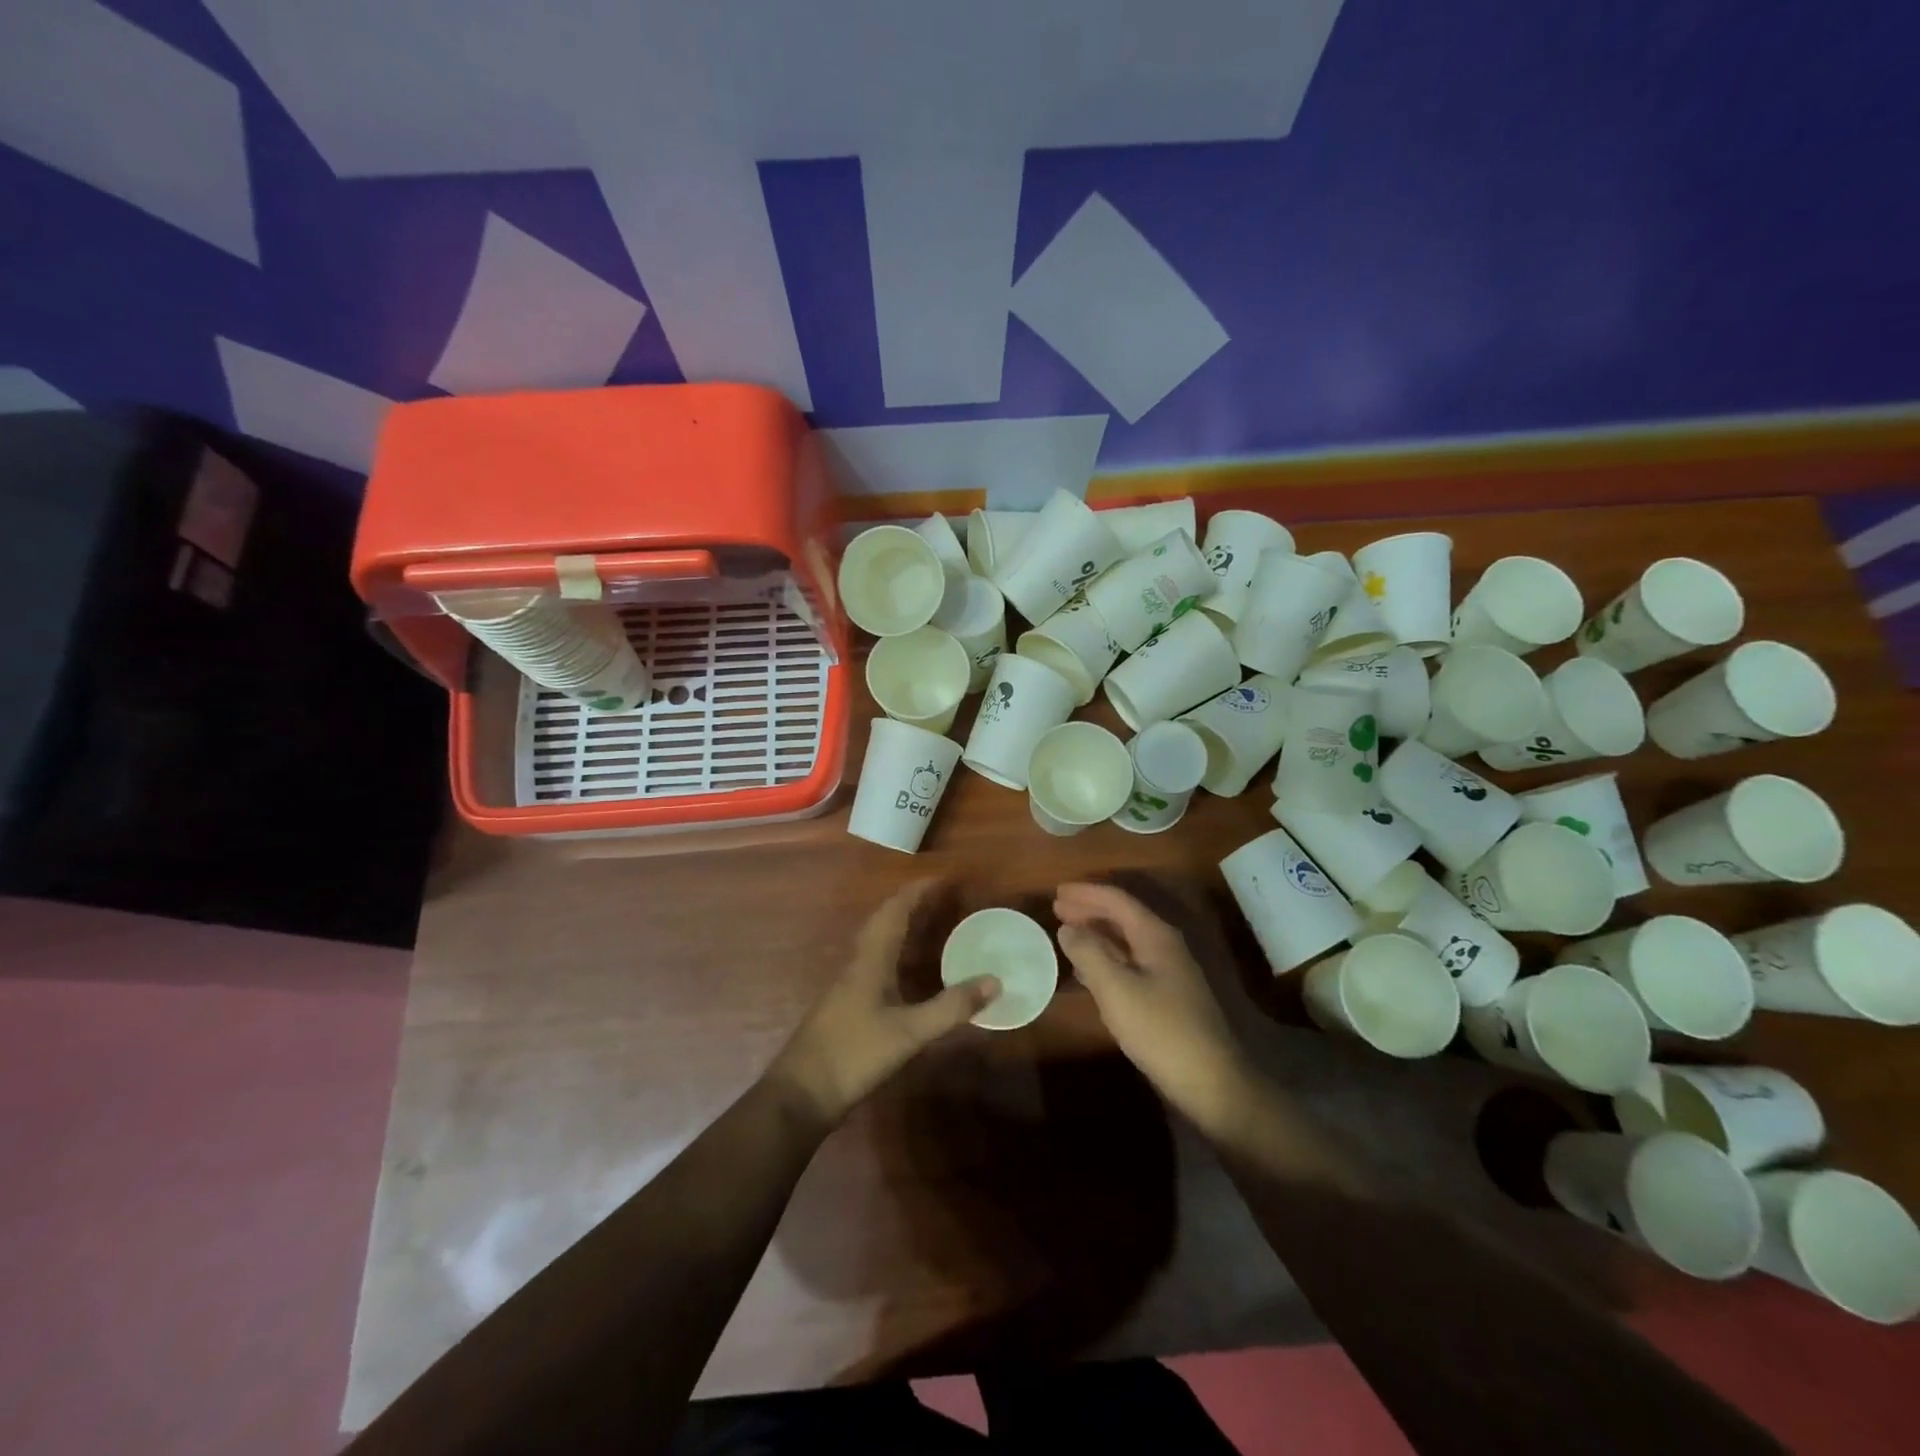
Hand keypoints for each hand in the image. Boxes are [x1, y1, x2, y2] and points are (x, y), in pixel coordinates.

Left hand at [769, 880, 997, 1127]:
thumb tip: (995, 981)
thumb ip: (951, 1007)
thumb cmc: (854, 1054)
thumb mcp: (909, 1033)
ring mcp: (847, 986)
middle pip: (881, 921)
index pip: (894, 911)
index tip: (942, 879)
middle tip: (938, 897)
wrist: (801, 1094)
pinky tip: (902, 970)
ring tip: (924, 923)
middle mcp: (857, 965)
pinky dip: (892, 951)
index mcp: (870, 961)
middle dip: (909, 903)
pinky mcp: (844, 1006)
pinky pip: (872, 962)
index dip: (916, 892)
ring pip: (874, 942)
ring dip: (898, 925)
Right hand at [1054, 883, 1253, 1132]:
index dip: (1086, 893)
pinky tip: (1088, 969)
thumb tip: (1067, 928)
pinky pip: (1129, 963)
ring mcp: (1168, 971)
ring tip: (1067, 932)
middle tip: (1057, 909)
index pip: (1117, 900)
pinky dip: (1105, 958)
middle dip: (1089, 910)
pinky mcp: (1166, 996)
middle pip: (1123, 916)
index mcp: (1155, 936)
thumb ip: (1089, 953)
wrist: (1209, 1081)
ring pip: (1126, 940)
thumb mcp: (1116, 989)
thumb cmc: (1160, 1029)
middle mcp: (1164, 946)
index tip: (1057, 891)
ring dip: (1096, 933)